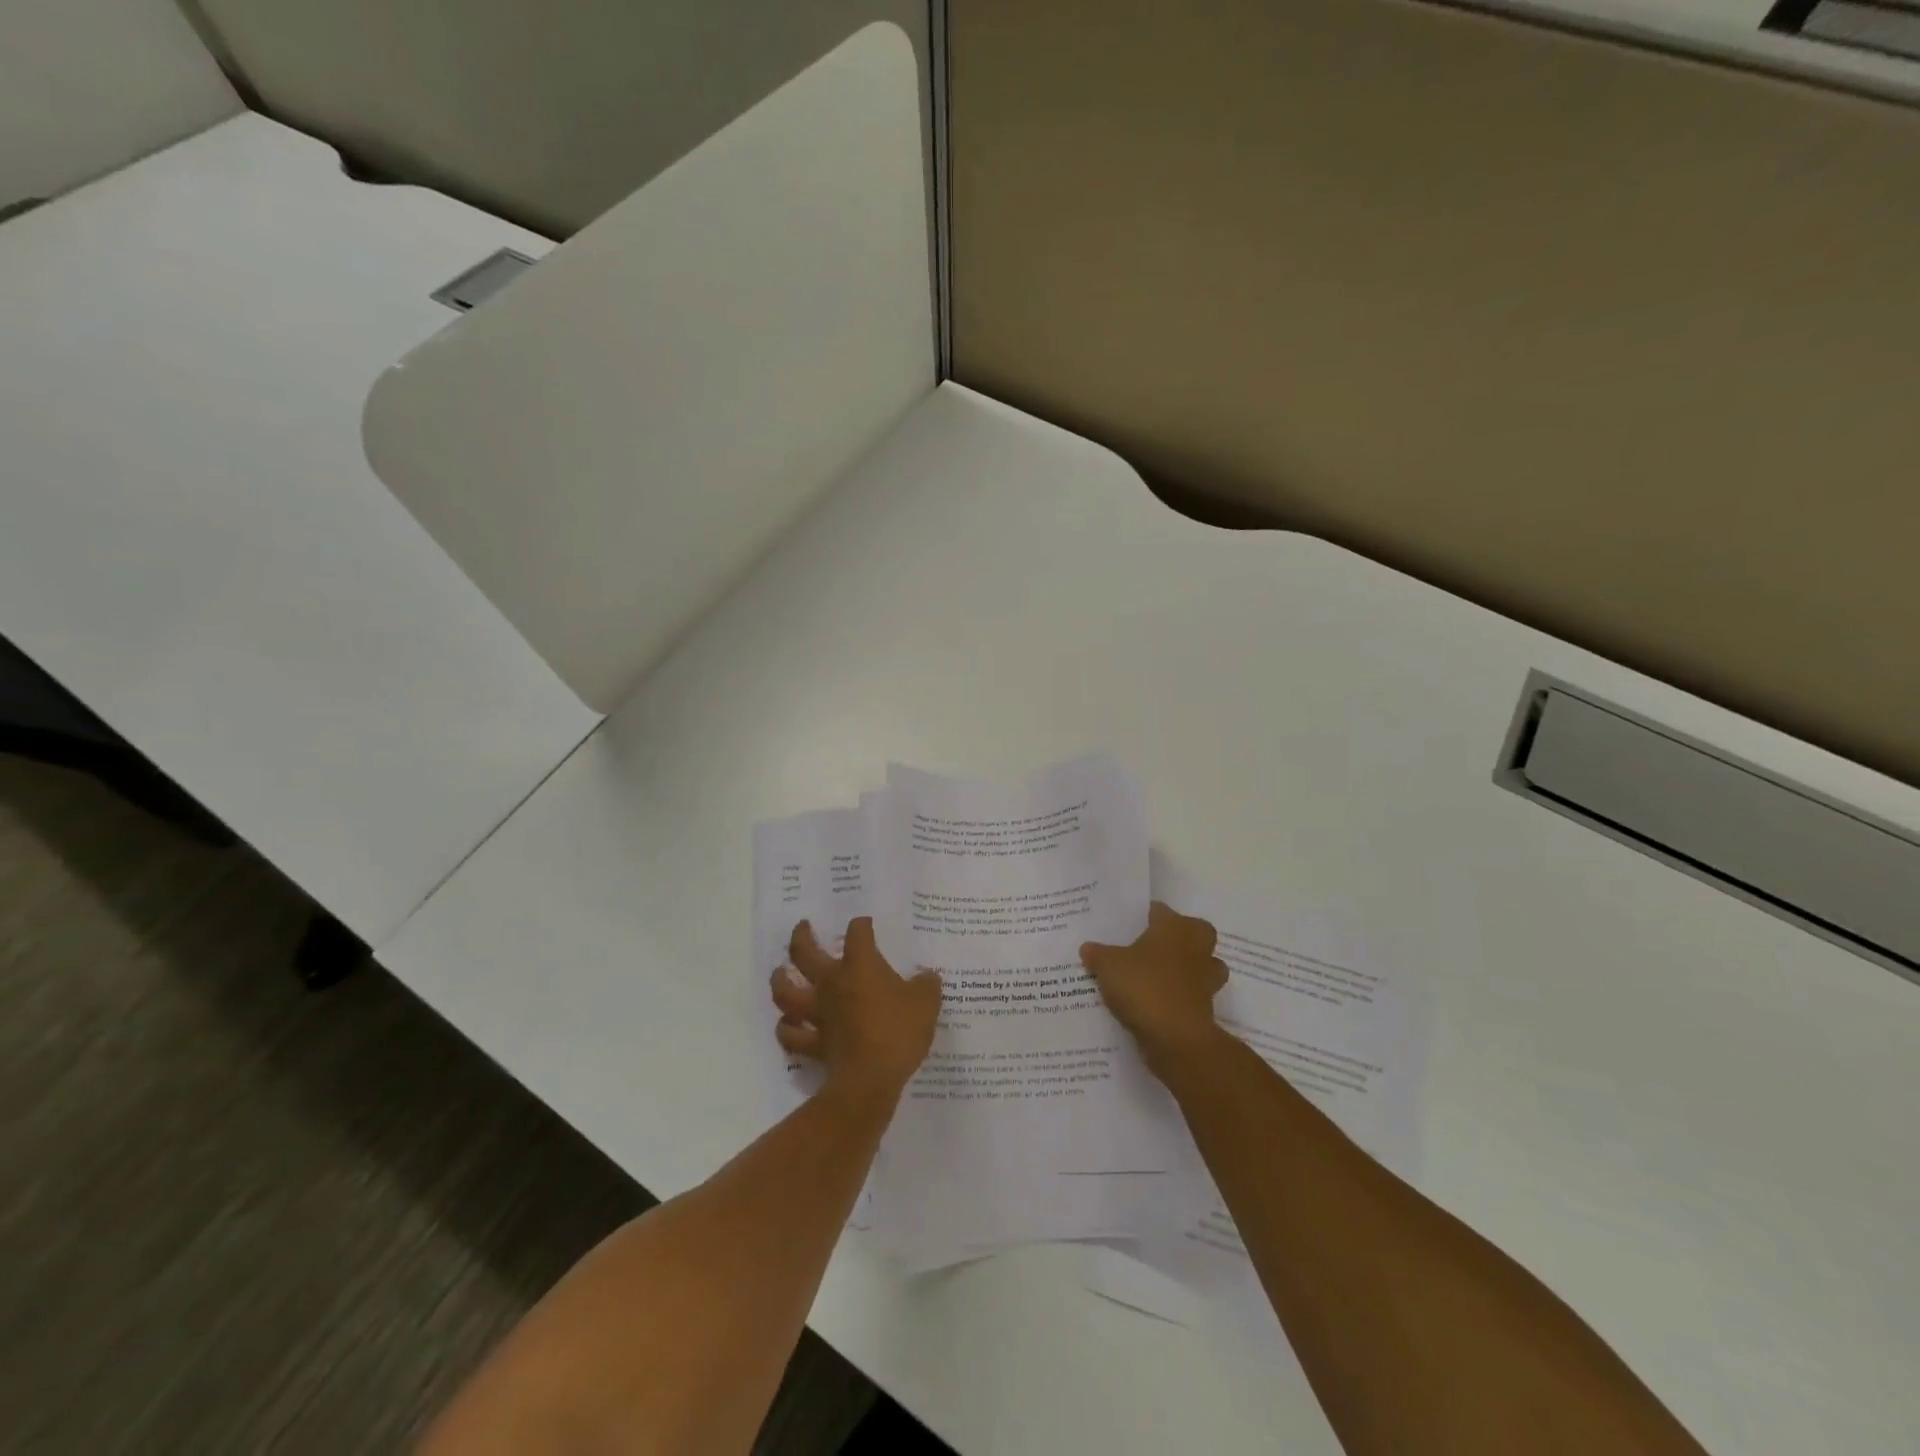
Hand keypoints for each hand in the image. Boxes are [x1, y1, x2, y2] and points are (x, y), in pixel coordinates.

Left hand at [770, 917, 941, 1101]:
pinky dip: (787, 1029)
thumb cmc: (898, 1030)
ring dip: (780, 980)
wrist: (871, 1078)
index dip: (862, 925)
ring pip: (786, 992)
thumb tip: (928, 976)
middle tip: (803, 927)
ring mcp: (818, 1013)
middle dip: (801, 936)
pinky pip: (792, 1035)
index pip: (858, 933)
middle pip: (804, 952)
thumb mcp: (926, 1003)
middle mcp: (832, 983)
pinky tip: (788, 1025)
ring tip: (780, 972)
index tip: (866, 925)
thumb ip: (927, 985)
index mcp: (860, 965)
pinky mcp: (814, 1043)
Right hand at [1081, 901, 1228, 1079]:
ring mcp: (1206, 978)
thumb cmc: (1143, 987)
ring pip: (1203, 964)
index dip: (1144, 915)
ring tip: (1160, 976)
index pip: (1160, 910)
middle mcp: (1195, 947)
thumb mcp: (1107, 966)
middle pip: (1195, 932)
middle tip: (1153, 946)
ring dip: (1188, 968)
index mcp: (1173, 927)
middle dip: (1179, 937)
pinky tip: (1159, 1004)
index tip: (1128, 925)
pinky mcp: (1207, 1007)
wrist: (1176, 1038)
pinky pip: (1195, 994)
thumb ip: (1097, 954)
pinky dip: (1182, 997)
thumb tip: (1088, 948)